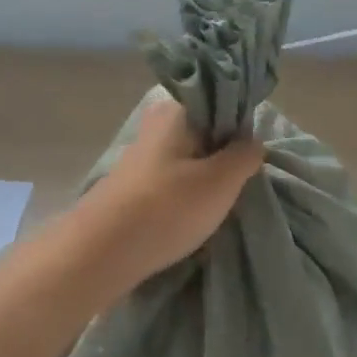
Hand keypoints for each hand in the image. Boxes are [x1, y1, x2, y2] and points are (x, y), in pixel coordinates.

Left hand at [71, 96, 265, 291]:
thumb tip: (253, 141)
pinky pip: (171, 180)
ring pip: (188, 158)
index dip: (241, 129)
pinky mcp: (133, 184)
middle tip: (240, 184)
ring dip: (205, 178)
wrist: (103, 251)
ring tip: (220, 205)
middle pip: (204, 132)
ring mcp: (141, 155)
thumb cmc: (168, 207)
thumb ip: (245, 155)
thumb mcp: (221, 181)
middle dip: (224, 156)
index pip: (220, 104)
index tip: (253, 157)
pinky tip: (194, 216)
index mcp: (176, 111)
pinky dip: (185, 194)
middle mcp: (156, 125)